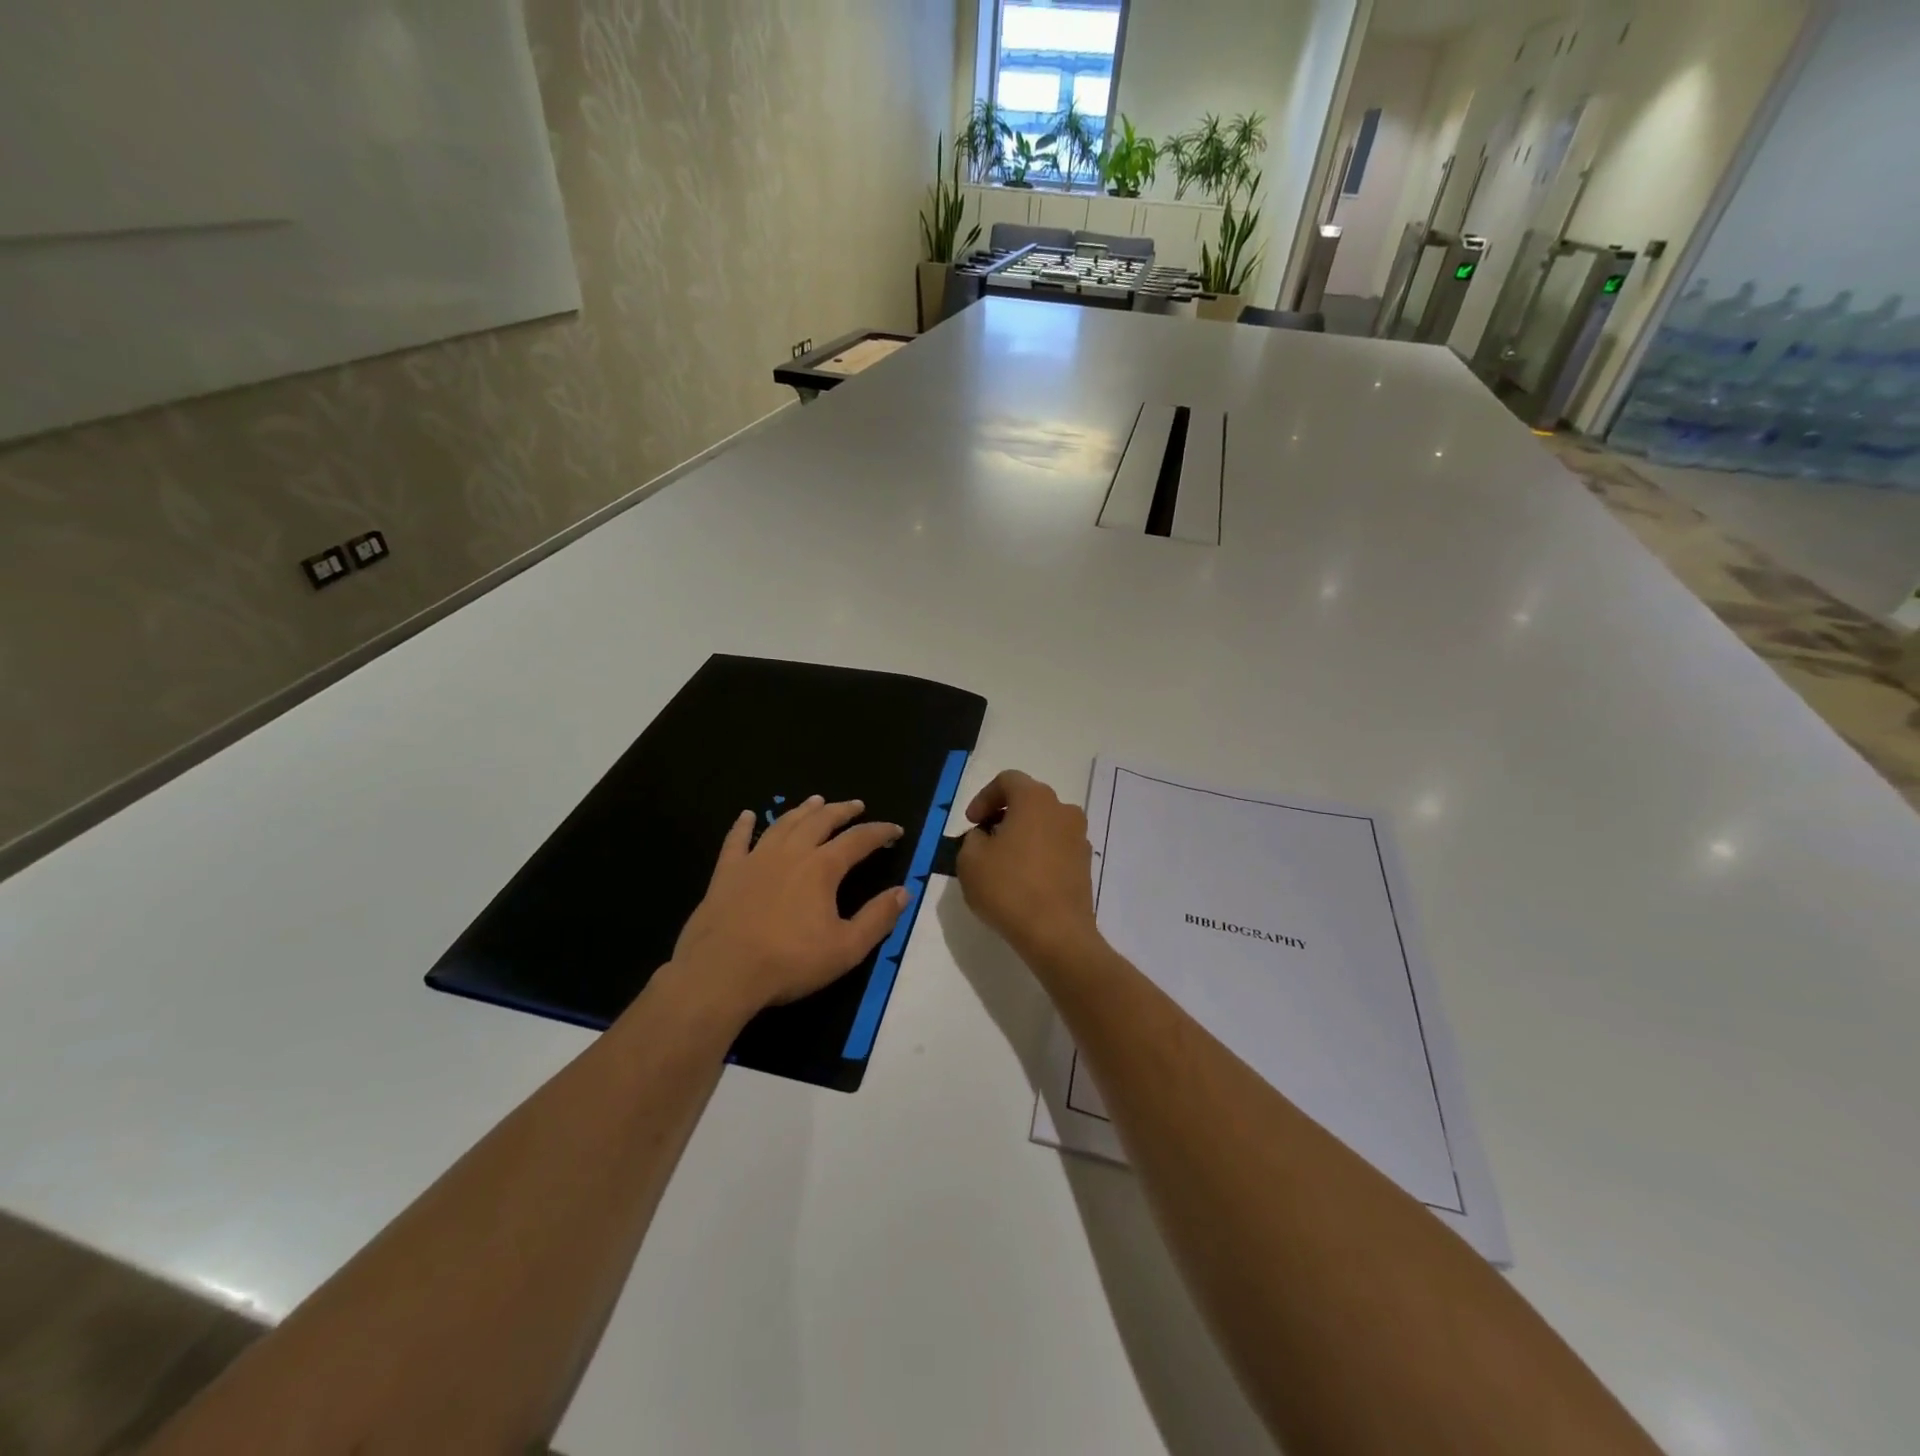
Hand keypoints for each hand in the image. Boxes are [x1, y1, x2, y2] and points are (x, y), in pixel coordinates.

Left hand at [668, 796, 907, 1021]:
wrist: (721, 973)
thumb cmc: (789, 962)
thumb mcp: (846, 948)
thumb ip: (877, 918)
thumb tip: (904, 891)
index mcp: (822, 868)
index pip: (858, 840)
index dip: (880, 832)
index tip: (896, 830)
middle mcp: (791, 853)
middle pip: (821, 821)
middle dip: (842, 811)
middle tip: (856, 805)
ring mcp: (755, 859)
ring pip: (783, 824)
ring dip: (803, 810)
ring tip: (816, 801)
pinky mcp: (726, 873)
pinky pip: (736, 840)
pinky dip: (743, 826)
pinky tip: (747, 815)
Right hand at [955, 771, 1100, 963]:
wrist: (1057, 934)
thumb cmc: (1009, 888)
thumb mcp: (970, 860)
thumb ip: (973, 839)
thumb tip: (986, 837)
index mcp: (1035, 799)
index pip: (1007, 780)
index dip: (984, 797)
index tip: (971, 823)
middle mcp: (1063, 810)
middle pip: (1029, 800)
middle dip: (1003, 815)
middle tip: (984, 839)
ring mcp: (1079, 837)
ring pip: (1044, 824)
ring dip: (1023, 834)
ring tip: (1002, 862)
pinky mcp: (1085, 864)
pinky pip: (1056, 847)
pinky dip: (1039, 854)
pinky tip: (1023, 880)